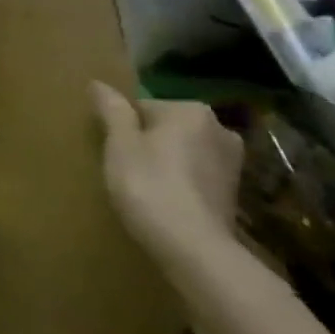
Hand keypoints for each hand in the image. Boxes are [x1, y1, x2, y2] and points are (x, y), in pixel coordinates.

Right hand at [92, 82, 242, 266]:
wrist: (195, 250)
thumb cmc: (150, 186)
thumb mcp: (119, 144)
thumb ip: (111, 110)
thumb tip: (98, 83)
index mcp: (190, 110)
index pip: (142, 107)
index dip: (123, 129)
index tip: (113, 153)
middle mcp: (219, 129)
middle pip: (166, 128)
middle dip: (148, 143)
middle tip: (126, 169)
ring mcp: (232, 163)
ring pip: (184, 152)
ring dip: (166, 163)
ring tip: (145, 188)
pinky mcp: (235, 193)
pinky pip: (197, 176)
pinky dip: (182, 183)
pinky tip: (167, 203)